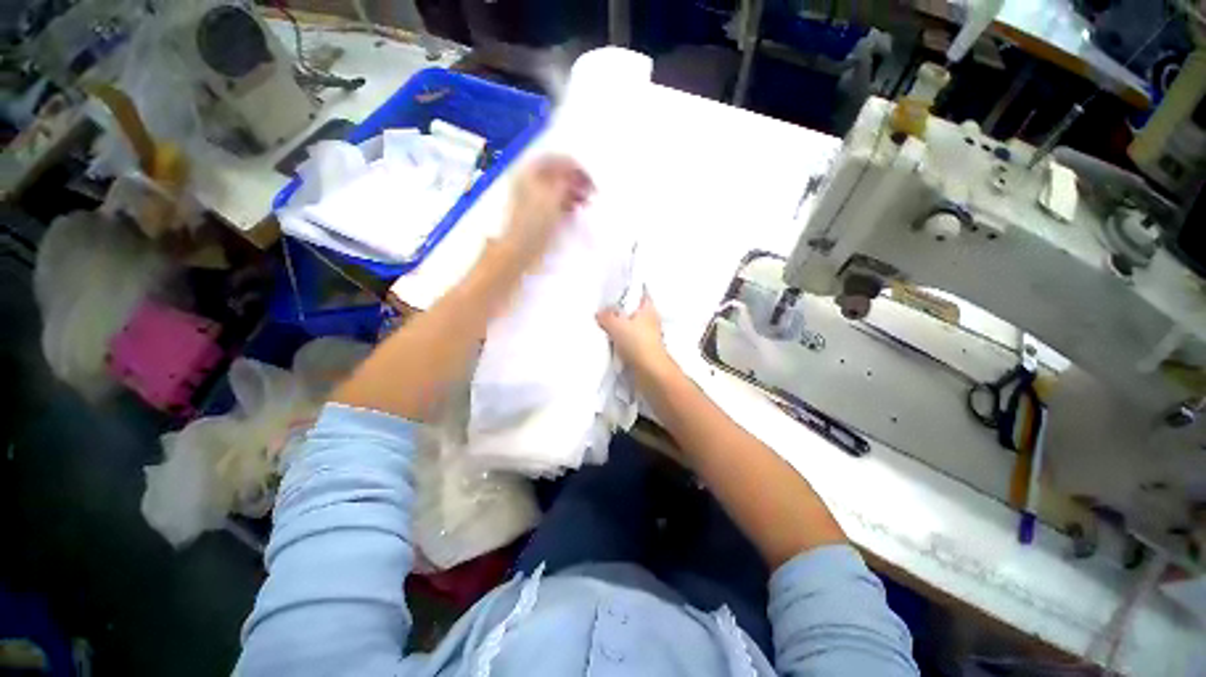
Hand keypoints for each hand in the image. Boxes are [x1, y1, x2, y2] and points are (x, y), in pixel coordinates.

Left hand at [498, 155, 593, 269]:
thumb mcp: (552, 197)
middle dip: (577, 181)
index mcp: (531, 172)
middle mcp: (531, 181)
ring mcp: (534, 198)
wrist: (520, 249)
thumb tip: (576, 173)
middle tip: (591, 192)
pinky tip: (575, 211)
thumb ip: (565, 180)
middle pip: (559, 174)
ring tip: (586, 203)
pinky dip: (568, 203)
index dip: (576, 168)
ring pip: (558, 188)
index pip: (557, 160)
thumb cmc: (534, 222)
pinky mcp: (538, 213)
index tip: (590, 180)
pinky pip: (556, 202)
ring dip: (574, 193)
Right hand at [596, 293, 672, 376]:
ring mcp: (648, 335)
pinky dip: (621, 341)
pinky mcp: (644, 349)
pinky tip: (611, 343)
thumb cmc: (637, 343)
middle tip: (604, 312)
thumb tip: (600, 313)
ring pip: (630, 327)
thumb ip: (606, 316)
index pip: (638, 294)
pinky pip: (629, 340)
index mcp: (648, 308)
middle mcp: (651, 320)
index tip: (613, 294)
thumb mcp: (616, 325)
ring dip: (620, 329)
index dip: (626, 292)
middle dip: (619, 313)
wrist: (650, 371)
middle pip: (632, 311)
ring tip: (604, 328)